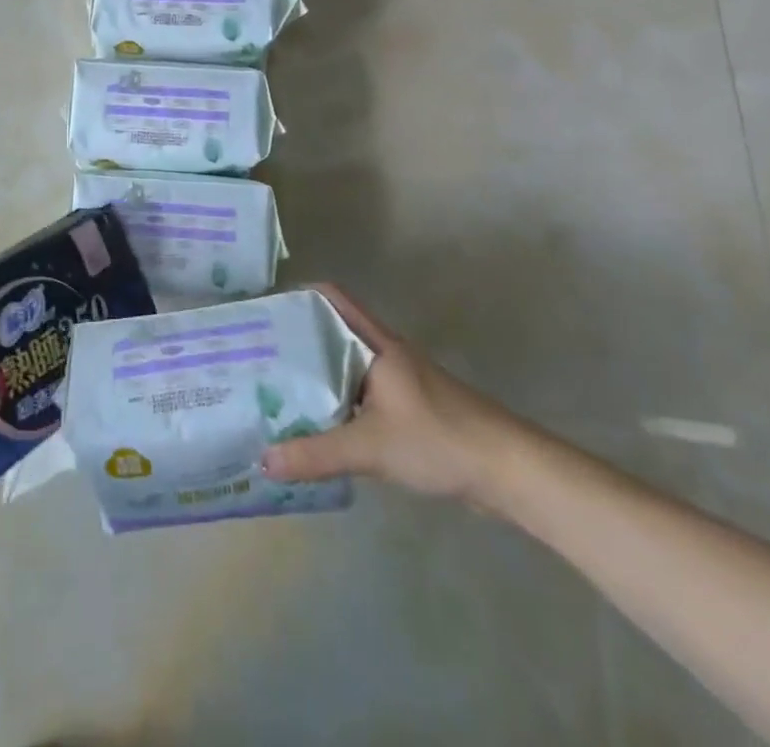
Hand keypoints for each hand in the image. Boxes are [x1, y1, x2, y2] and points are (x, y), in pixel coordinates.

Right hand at [261, 283, 520, 505]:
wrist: (511, 472)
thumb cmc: (439, 439)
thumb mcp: (370, 447)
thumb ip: (316, 454)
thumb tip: (263, 460)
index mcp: (377, 344)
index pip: (333, 299)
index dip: (300, 297)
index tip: (266, 311)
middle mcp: (386, 353)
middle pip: (334, 333)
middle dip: (298, 340)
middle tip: (258, 355)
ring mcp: (401, 382)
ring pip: (348, 365)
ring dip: (318, 373)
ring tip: (278, 389)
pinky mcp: (411, 410)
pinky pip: (362, 393)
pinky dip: (339, 400)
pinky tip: (320, 424)